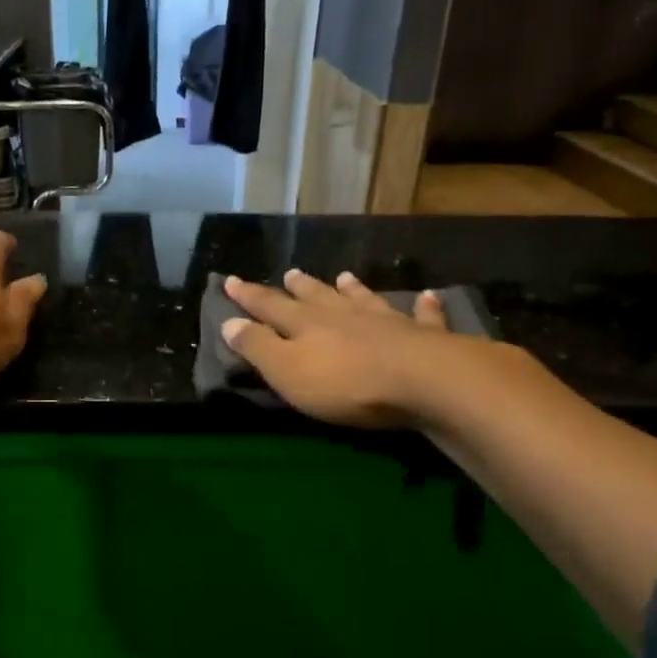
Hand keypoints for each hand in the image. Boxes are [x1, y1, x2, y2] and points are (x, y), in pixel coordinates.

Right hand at [221, 270, 454, 428]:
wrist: (422, 381)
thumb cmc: (345, 382)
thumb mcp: (287, 371)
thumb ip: (258, 347)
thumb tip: (228, 322)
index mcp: (306, 325)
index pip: (270, 307)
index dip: (249, 296)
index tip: (231, 280)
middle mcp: (344, 315)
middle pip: (317, 298)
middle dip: (300, 288)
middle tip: (290, 274)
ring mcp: (386, 322)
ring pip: (364, 300)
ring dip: (352, 289)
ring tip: (344, 277)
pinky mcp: (423, 337)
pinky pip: (423, 317)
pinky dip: (424, 308)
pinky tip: (428, 297)